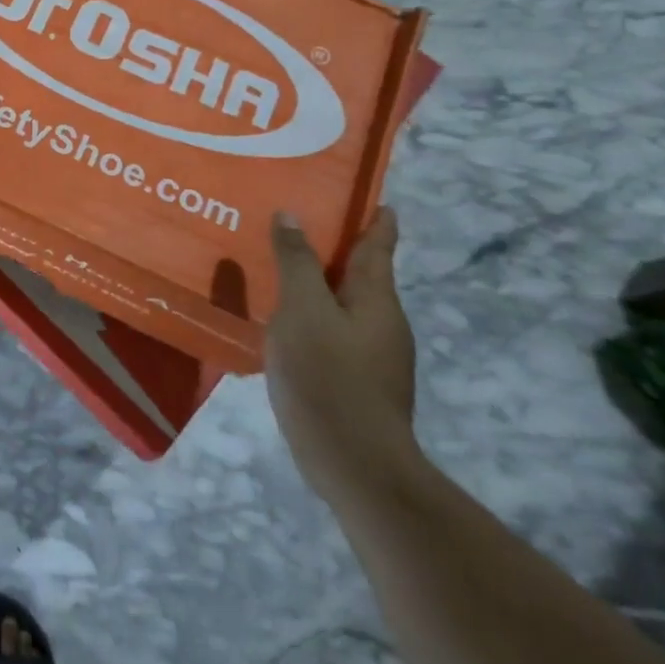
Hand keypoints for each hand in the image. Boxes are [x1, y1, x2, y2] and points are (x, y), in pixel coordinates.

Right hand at [265, 207, 417, 506]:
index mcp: (377, 300)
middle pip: (362, 275)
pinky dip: (312, 315)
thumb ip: (296, 262)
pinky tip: (283, 320)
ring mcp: (373, 357)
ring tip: (281, 267)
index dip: (377, 221)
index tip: (377, 199)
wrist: (355, 464)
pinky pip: (331, 332)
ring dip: (320, 283)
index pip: (378, 247)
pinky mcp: (355, 382)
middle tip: (301, 224)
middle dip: (338, 249)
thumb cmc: (329, 376)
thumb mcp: (303, 310)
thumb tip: (291, 215)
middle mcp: (383, 323)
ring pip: (344, 305)